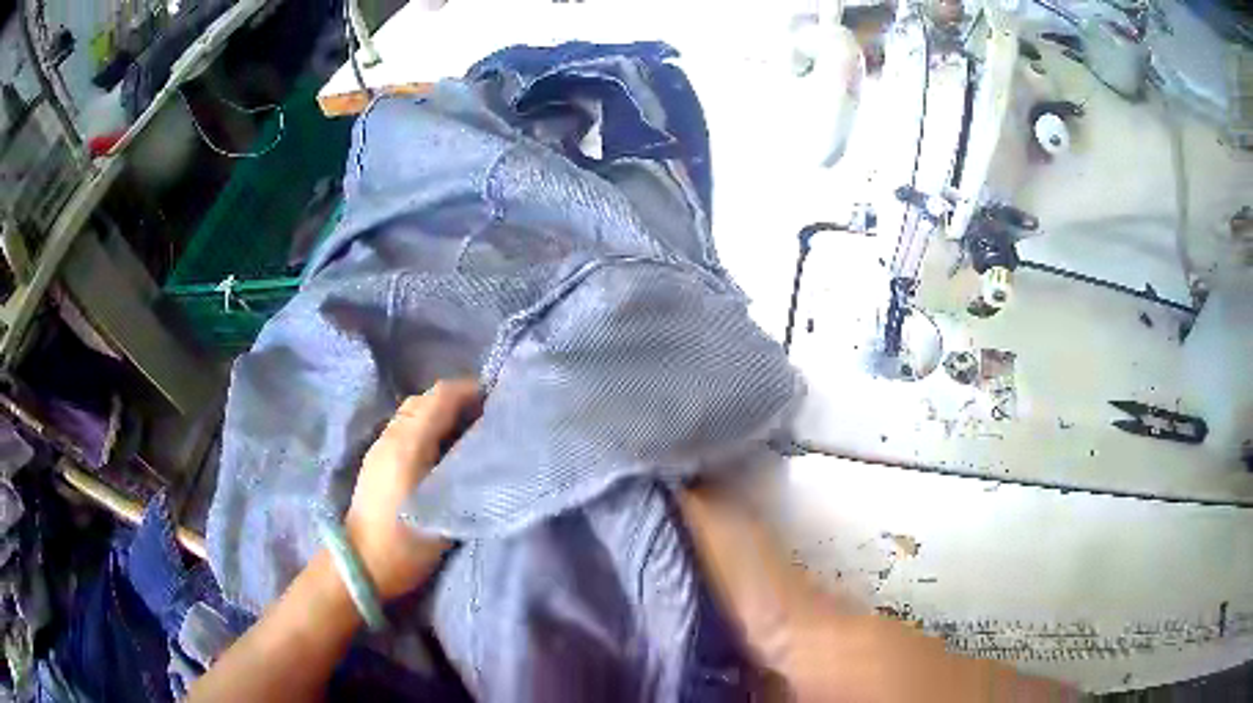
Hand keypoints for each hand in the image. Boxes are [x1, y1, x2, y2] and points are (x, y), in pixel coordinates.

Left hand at [344, 379, 480, 599]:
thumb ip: (465, 469)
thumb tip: (485, 443)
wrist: (363, 564)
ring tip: (468, 435)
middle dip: (458, 401)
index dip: (470, 391)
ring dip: (441, 413)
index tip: (498, 404)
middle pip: (426, 398)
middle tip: (487, 421)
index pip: (441, 395)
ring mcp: (380, 447)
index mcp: (409, 443)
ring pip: (413, 412)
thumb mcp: (445, 507)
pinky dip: (427, 426)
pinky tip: (441, 451)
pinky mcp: (376, 460)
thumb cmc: (408, 541)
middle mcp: (392, 436)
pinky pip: (405, 427)